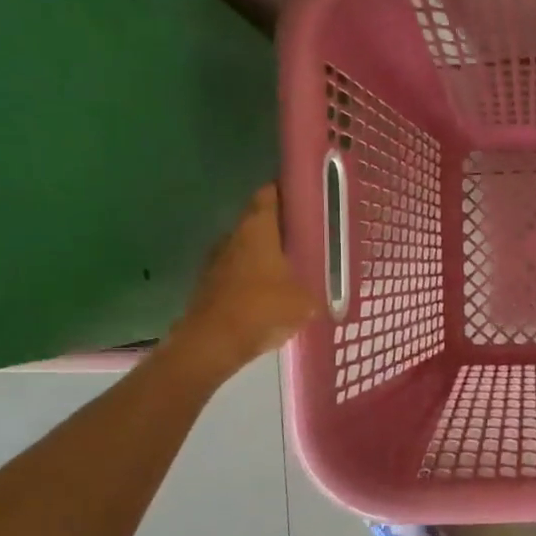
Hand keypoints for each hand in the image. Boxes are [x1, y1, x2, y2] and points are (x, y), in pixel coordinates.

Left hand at [167, 185, 316, 376]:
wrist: (213, 342)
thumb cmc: (263, 308)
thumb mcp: (305, 302)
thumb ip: (317, 291)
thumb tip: (325, 295)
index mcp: (258, 228)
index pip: (269, 195)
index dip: (286, 192)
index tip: (305, 198)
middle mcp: (233, 236)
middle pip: (258, 222)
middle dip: (280, 228)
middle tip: (306, 238)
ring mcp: (217, 260)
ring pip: (246, 248)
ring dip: (265, 255)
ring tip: (292, 269)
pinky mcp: (209, 284)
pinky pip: (237, 273)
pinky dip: (253, 278)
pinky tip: (270, 295)